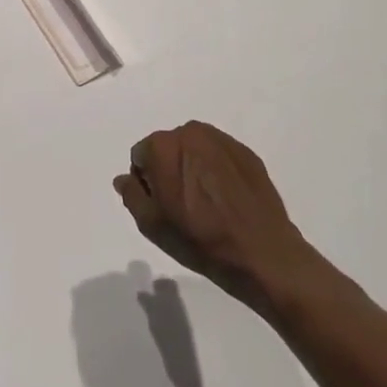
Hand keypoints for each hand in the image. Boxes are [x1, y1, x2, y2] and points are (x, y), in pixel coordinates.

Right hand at [113, 121, 324, 310]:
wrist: (261, 253)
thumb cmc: (198, 238)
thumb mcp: (151, 223)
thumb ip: (132, 194)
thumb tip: (125, 178)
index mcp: (163, 145)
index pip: (141, 155)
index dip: (146, 182)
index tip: (161, 206)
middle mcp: (192, 133)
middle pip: (168, 149)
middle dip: (169, 171)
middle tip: (181, 206)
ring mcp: (223, 141)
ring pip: (194, 151)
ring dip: (193, 169)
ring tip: (205, 204)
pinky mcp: (247, 154)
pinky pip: (220, 157)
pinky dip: (217, 173)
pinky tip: (225, 201)